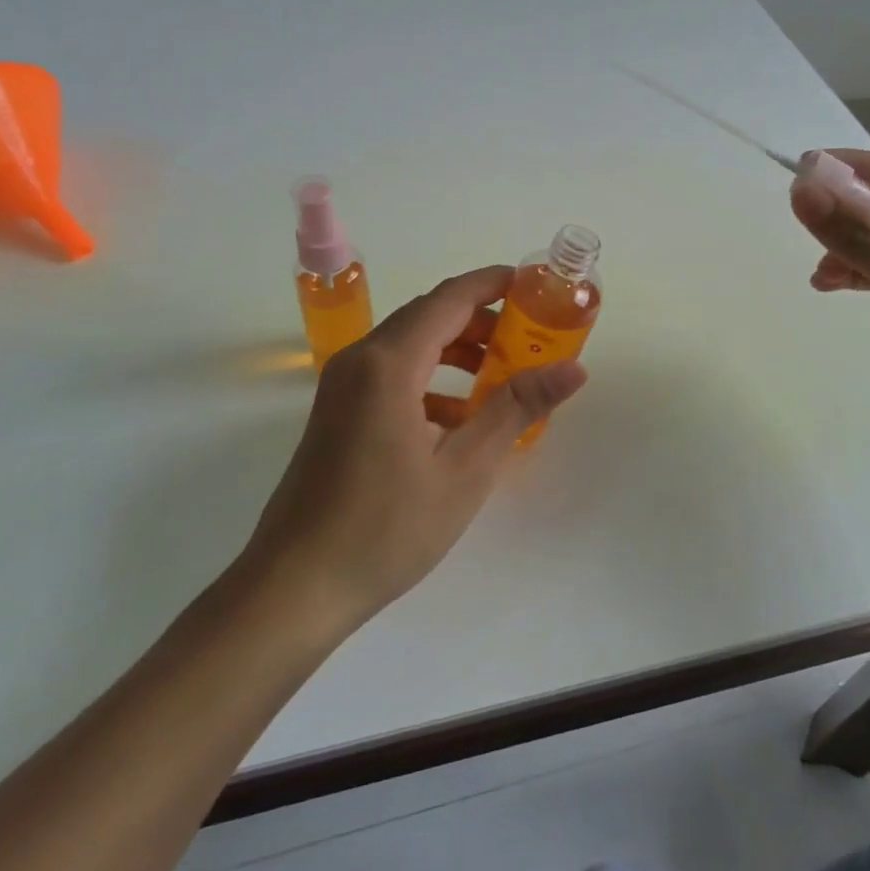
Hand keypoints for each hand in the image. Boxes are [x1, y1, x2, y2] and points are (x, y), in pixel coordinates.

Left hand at [236, 266, 587, 633]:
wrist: (295, 586)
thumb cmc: (386, 527)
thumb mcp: (465, 468)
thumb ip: (517, 408)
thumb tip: (574, 369)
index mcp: (389, 362)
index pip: (450, 298)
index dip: (494, 284)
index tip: (536, 286)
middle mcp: (360, 359)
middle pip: (429, 316)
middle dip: (482, 320)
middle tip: (530, 338)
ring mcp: (342, 385)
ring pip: (410, 344)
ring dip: (457, 350)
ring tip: (503, 376)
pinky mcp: (337, 411)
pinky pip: (392, 373)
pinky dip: (431, 378)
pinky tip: (459, 417)